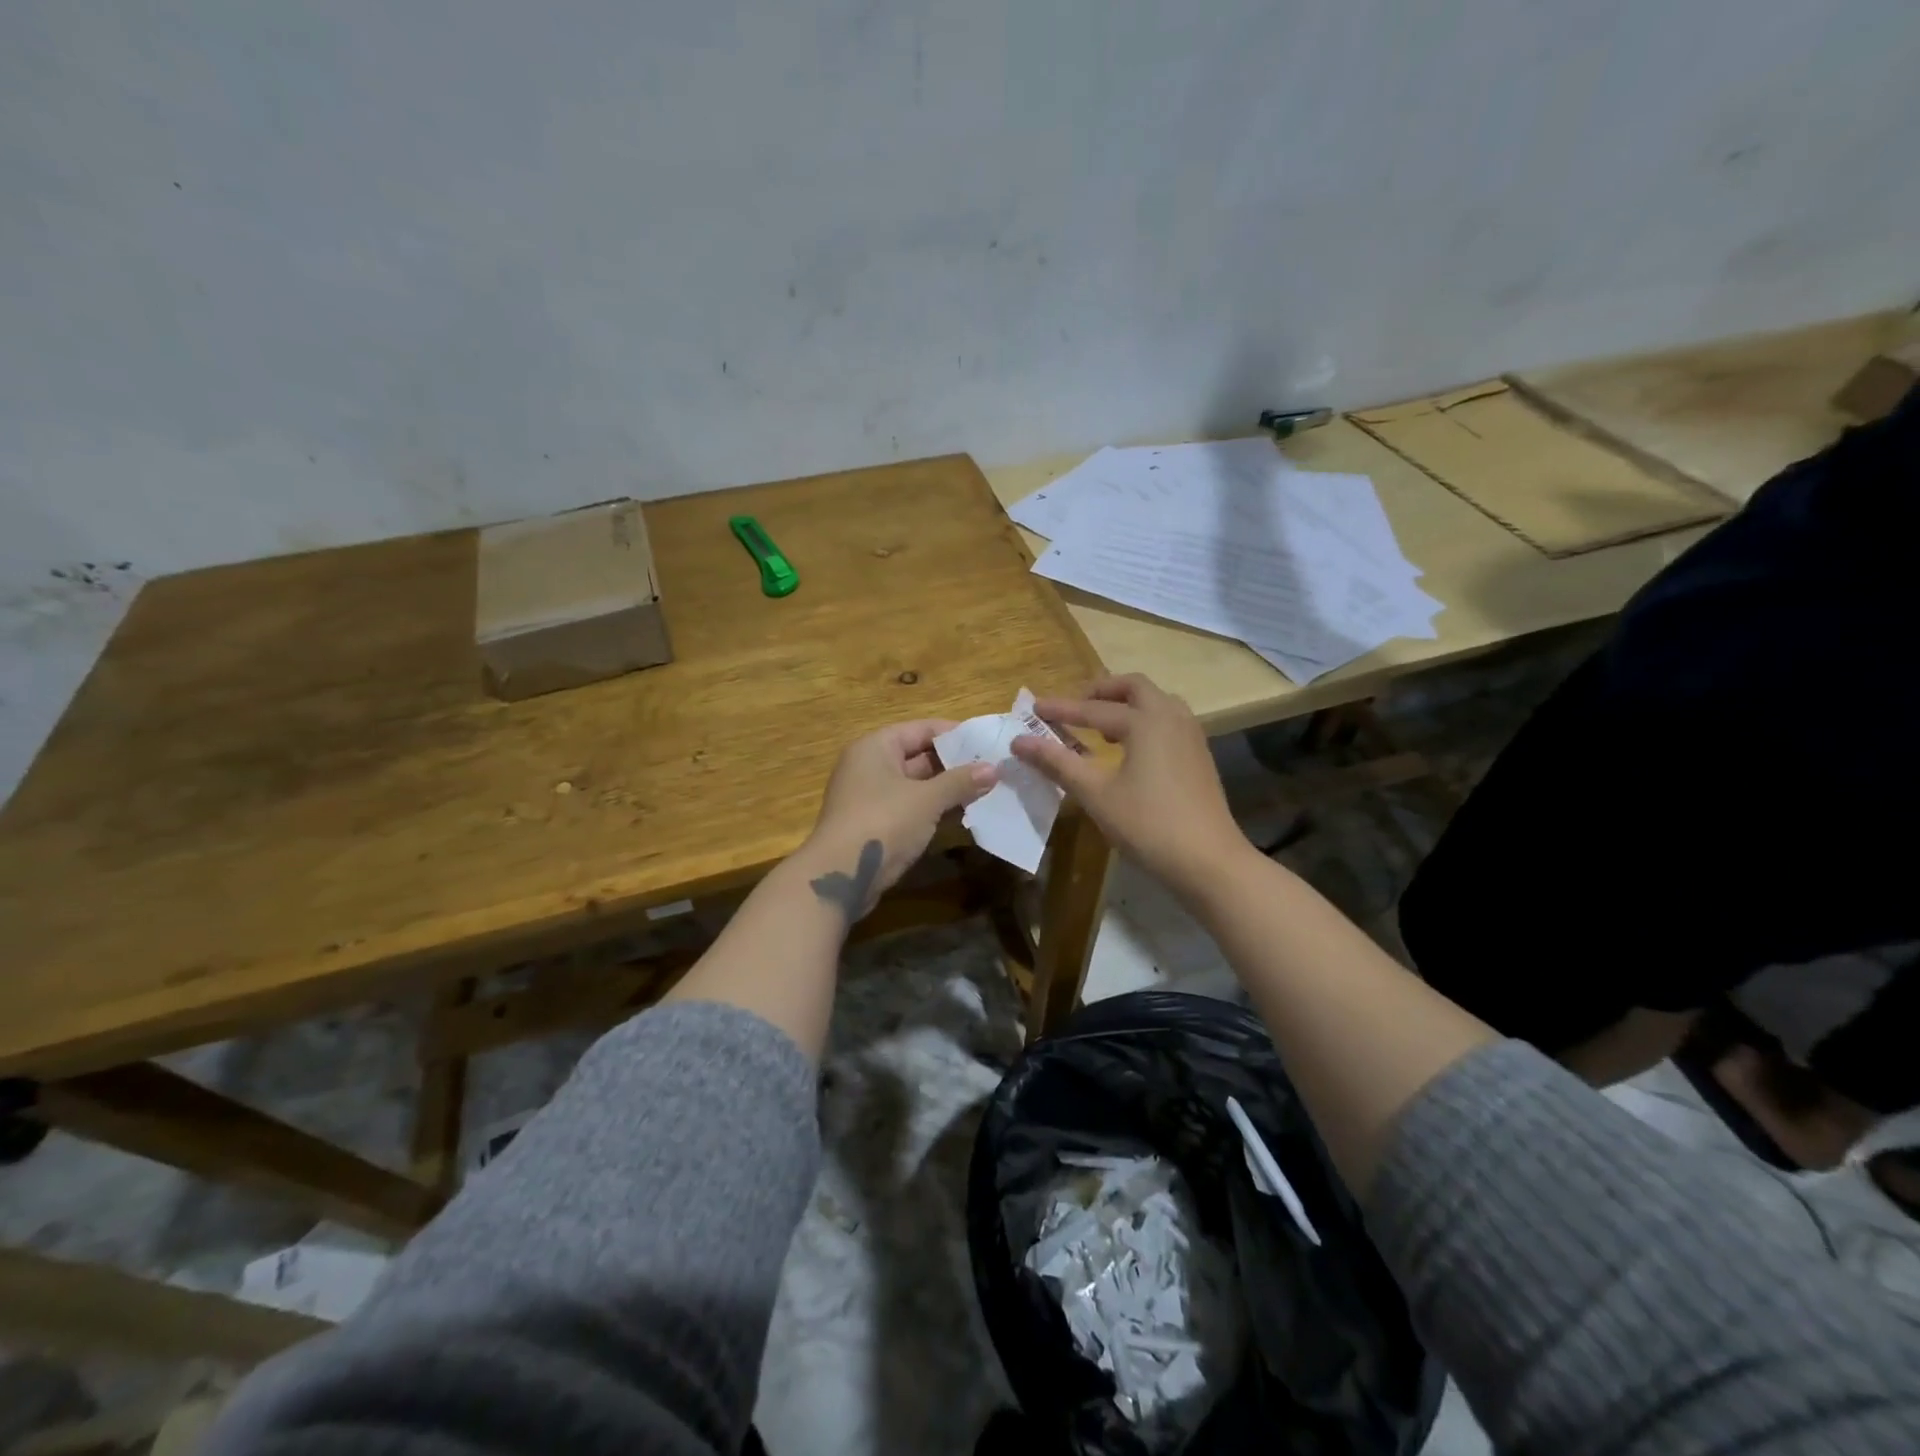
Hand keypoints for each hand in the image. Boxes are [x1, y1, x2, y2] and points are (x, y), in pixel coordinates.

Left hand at [794, 720, 995, 922]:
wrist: (840, 876)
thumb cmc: (883, 822)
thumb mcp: (927, 799)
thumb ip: (960, 781)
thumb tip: (994, 768)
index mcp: (875, 747)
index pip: (921, 729)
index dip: (954, 734)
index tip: (986, 742)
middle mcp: (869, 766)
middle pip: (917, 756)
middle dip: (954, 764)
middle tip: (992, 769)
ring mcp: (869, 797)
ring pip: (915, 785)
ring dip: (946, 789)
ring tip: (985, 791)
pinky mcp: (873, 824)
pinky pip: (909, 807)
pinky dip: (932, 809)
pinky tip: (962, 815)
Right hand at [1010, 674, 1250, 899]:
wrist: (1208, 860)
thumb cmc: (1147, 824)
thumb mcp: (1095, 794)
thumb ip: (1057, 762)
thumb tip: (1019, 741)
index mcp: (1146, 720)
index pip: (1094, 708)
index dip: (1061, 709)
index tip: (1033, 708)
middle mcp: (1171, 717)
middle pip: (1134, 688)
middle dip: (1100, 692)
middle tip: (1074, 707)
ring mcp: (1191, 735)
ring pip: (1155, 702)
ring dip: (1125, 705)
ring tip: (1099, 726)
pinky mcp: (1199, 755)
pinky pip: (1167, 721)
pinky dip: (1143, 721)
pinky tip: (1129, 749)